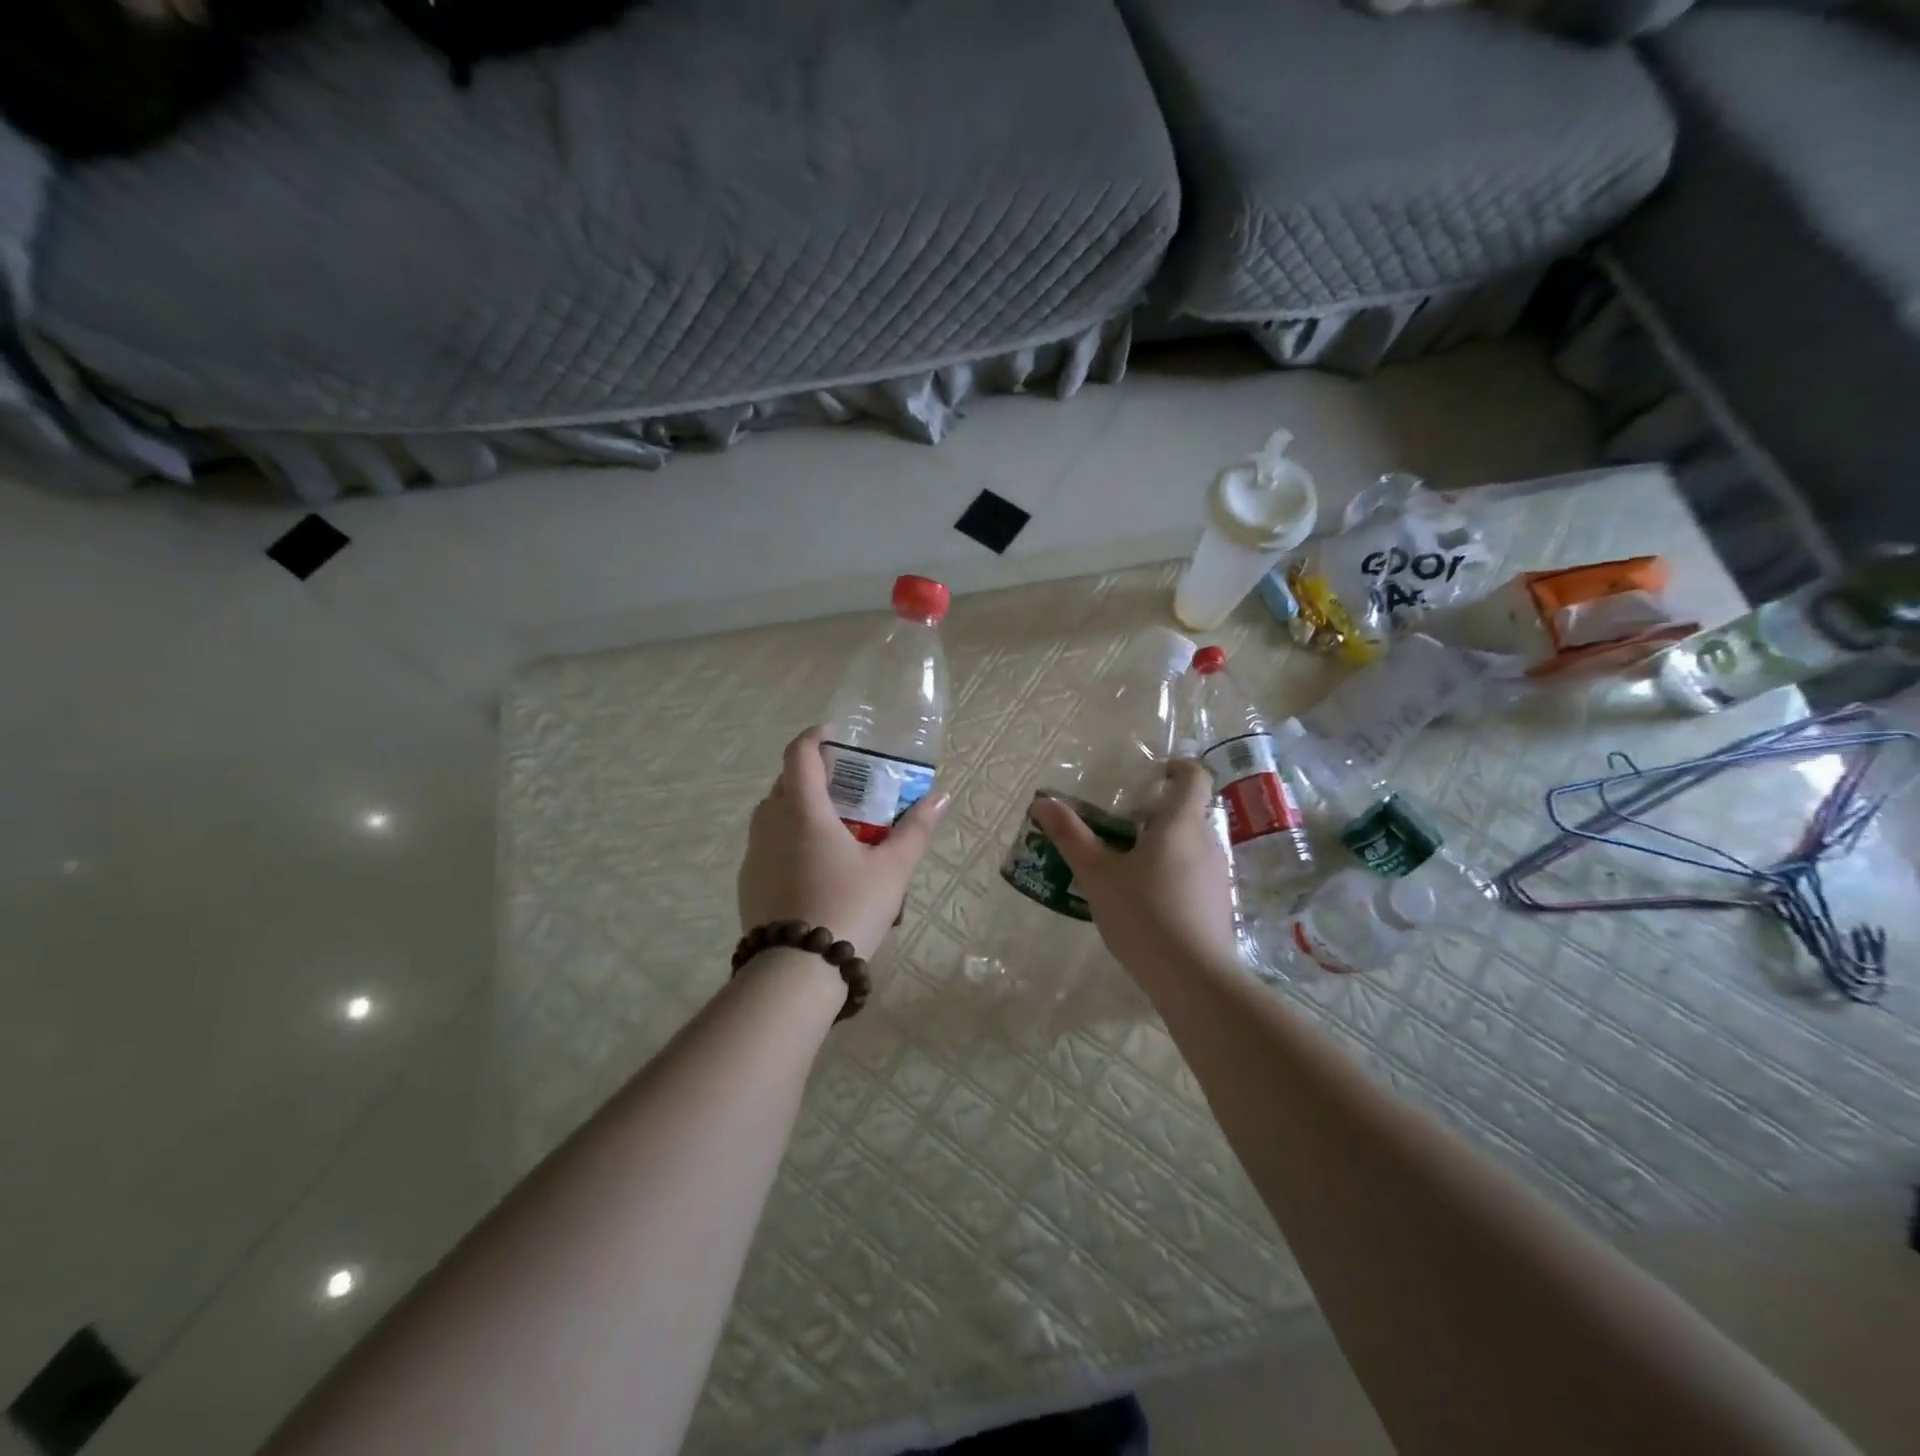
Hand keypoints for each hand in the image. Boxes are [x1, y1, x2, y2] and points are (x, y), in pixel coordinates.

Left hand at [738, 726, 950, 960]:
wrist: (795, 972)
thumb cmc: (848, 909)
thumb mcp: (892, 870)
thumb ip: (916, 830)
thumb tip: (942, 796)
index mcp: (803, 811)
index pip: (800, 754)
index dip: (816, 737)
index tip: (836, 737)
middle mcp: (771, 824)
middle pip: (785, 782)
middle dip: (812, 774)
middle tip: (846, 786)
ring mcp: (754, 855)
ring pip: (772, 814)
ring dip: (797, 807)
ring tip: (831, 826)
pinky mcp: (747, 883)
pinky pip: (766, 845)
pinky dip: (786, 839)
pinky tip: (813, 867)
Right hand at [1029, 760, 1237, 972]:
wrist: (1193, 979)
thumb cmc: (1143, 914)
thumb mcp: (1097, 873)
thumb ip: (1070, 835)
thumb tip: (1042, 802)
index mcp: (1181, 823)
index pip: (1194, 776)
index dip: (1176, 768)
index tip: (1151, 775)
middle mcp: (1207, 842)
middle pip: (1188, 813)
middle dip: (1156, 813)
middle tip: (1119, 827)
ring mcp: (1218, 876)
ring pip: (1190, 846)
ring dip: (1162, 846)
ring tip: (1125, 867)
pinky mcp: (1218, 906)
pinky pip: (1194, 875)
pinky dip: (1171, 875)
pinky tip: (1144, 902)